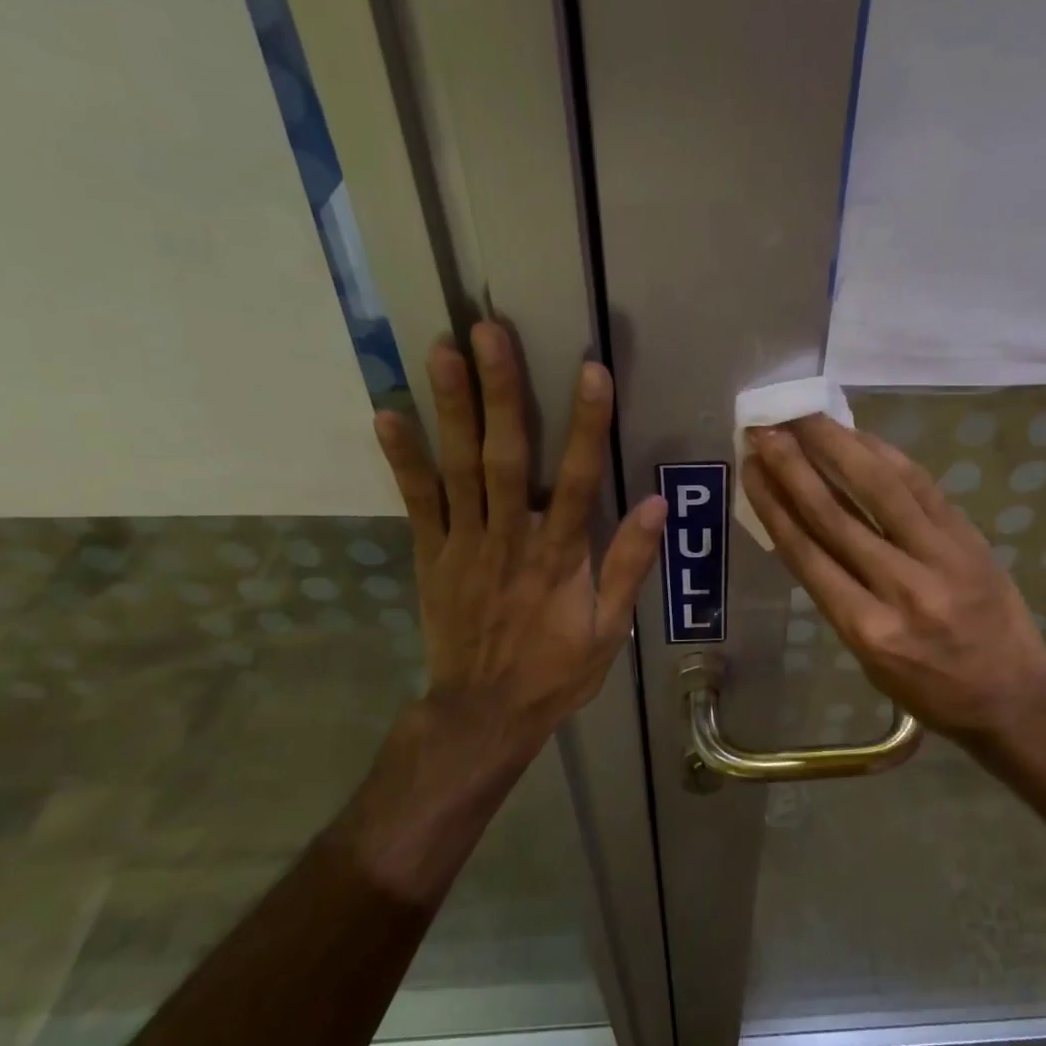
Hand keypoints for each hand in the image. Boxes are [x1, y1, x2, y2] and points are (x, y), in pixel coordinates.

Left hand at [373, 322, 664, 780]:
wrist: (483, 713)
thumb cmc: (554, 672)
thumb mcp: (608, 629)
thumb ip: (628, 565)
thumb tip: (657, 505)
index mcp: (559, 557)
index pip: (580, 480)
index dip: (587, 424)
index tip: (591, 371)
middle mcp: (510, 539)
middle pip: (507, 457)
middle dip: (502, 392)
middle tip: (489, 332)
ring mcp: (464, 545)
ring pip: (459, 469)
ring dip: (451, 409)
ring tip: (441, 351)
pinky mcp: (431, 557)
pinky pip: (417, 503)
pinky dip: (403, 460)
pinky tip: (388, 415)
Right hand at [742, 416, 1045, 756]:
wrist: (1014, 694)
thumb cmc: (931, 690)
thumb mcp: (869, 660)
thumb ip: (839, 598)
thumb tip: (807, 532)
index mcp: (868, 630)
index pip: (808, 555)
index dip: (773, 505)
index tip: (750, 469)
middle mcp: (901, 589)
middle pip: (836, 516)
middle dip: (794, 467)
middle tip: (765, 430)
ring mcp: (941, 557)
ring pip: (880, 489)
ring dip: (837, 446)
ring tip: (805, 416)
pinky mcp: (968, 538)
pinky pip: (921, 486)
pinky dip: (886, 456)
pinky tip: (859, 436)